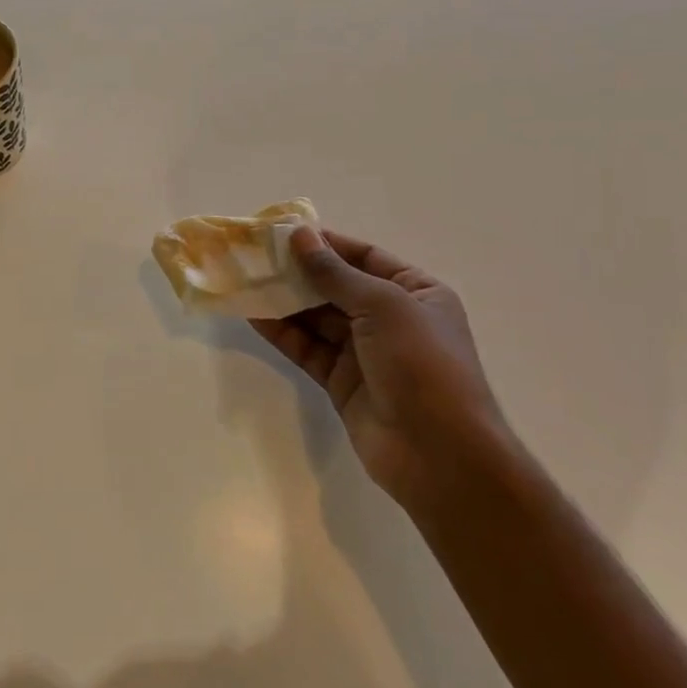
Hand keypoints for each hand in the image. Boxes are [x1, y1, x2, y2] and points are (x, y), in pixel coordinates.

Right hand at [252, 227, 506, 510]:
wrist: (439, 455)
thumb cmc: (422, 364)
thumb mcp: (382, 306)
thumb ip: (334, 272)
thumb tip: (300, 234)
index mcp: (416, 293)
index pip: (365, 257)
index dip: (326, 243)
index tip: (284, 232)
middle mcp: (391, 319)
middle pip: (337, 286)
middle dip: (299, 271)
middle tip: (256, 255)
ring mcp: (365, 352)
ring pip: (317, 317)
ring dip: (285, 300)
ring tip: (247, 280)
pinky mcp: (341, 381)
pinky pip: (307, 348)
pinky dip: (282, 332)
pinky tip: (253, 315)